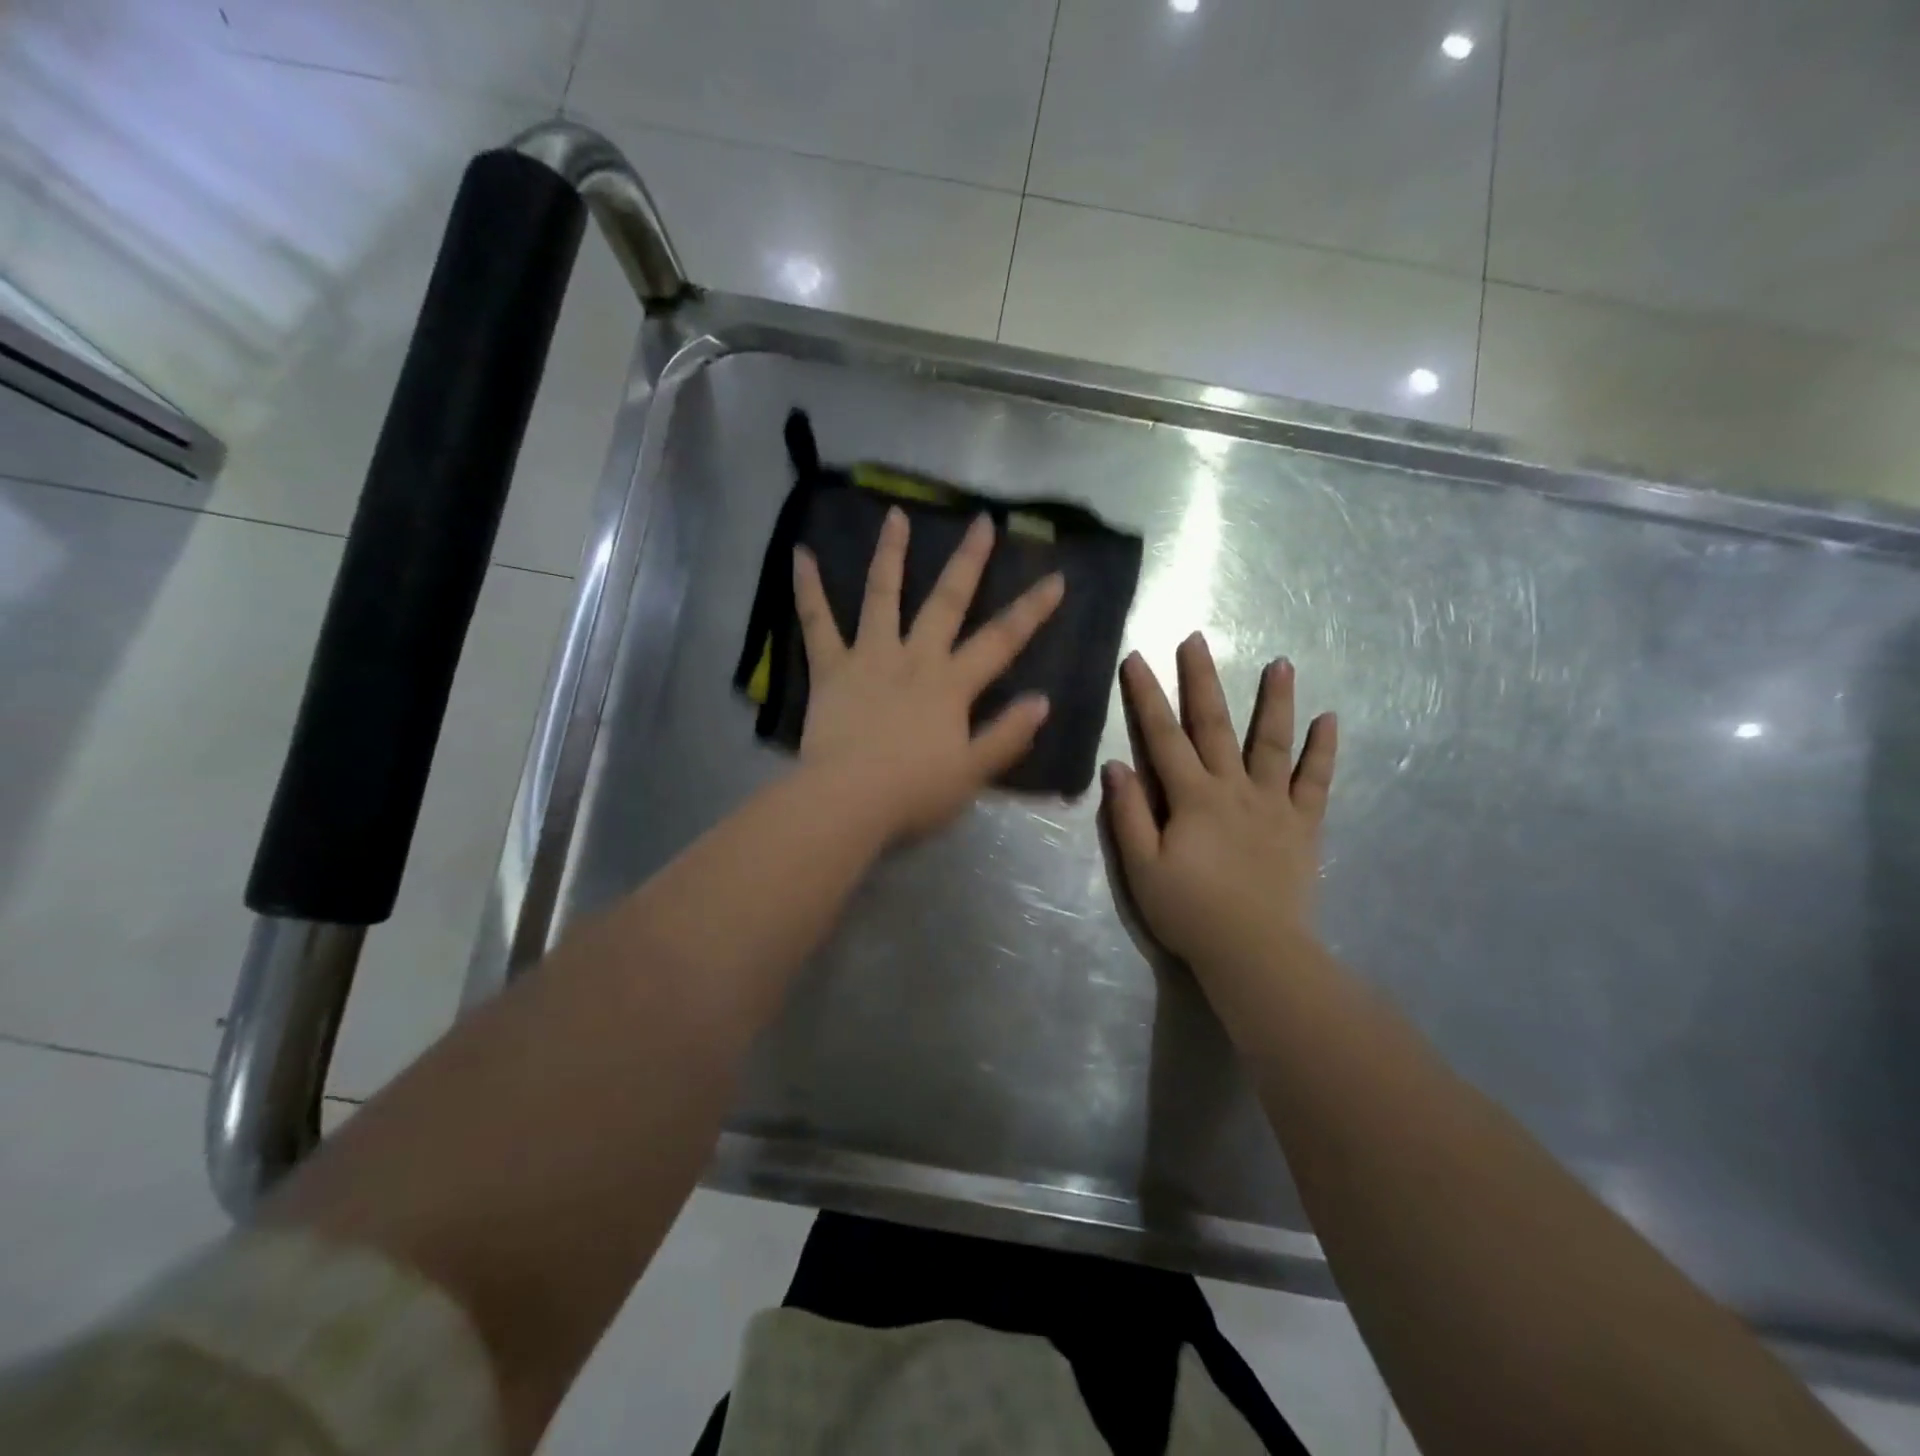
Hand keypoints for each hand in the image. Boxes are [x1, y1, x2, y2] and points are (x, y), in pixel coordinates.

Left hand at [794, 505, 1064, 842]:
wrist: (848, 801)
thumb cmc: (913, 793)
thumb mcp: (972, 773)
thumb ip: (1007, 735)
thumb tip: (1042, 701)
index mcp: (951, 685)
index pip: (1001, 641)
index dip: (1031, 610)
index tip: (1055, 578)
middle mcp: (914, 659)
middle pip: (946, 602)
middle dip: (968, 562)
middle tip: (981, 522)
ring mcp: (870, 658)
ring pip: (882, 596)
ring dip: (890, 554)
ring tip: (896, 514)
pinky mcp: (831, 669)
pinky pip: (816, 623)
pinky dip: (807, 589)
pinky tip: (800, 554)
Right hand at [1103, 634, 1337, 970]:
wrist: (1255, 952)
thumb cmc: (1189, 911)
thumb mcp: (1142, 867)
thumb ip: (1129, 814)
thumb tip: (1116, 765)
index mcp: (1192, 797)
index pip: (1162, 736)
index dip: (1146, 696)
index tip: (1137, 658)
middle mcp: (1234, 788)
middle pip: (1214, 725)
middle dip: (1201, 680)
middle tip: (1197, 639)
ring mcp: (1274, 803)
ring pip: (1272, 742)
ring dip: (1275, 700)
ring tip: (1281, 663)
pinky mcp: (1303, 825)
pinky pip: (1316, 781)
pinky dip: (1323, 751)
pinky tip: (1329, 720)